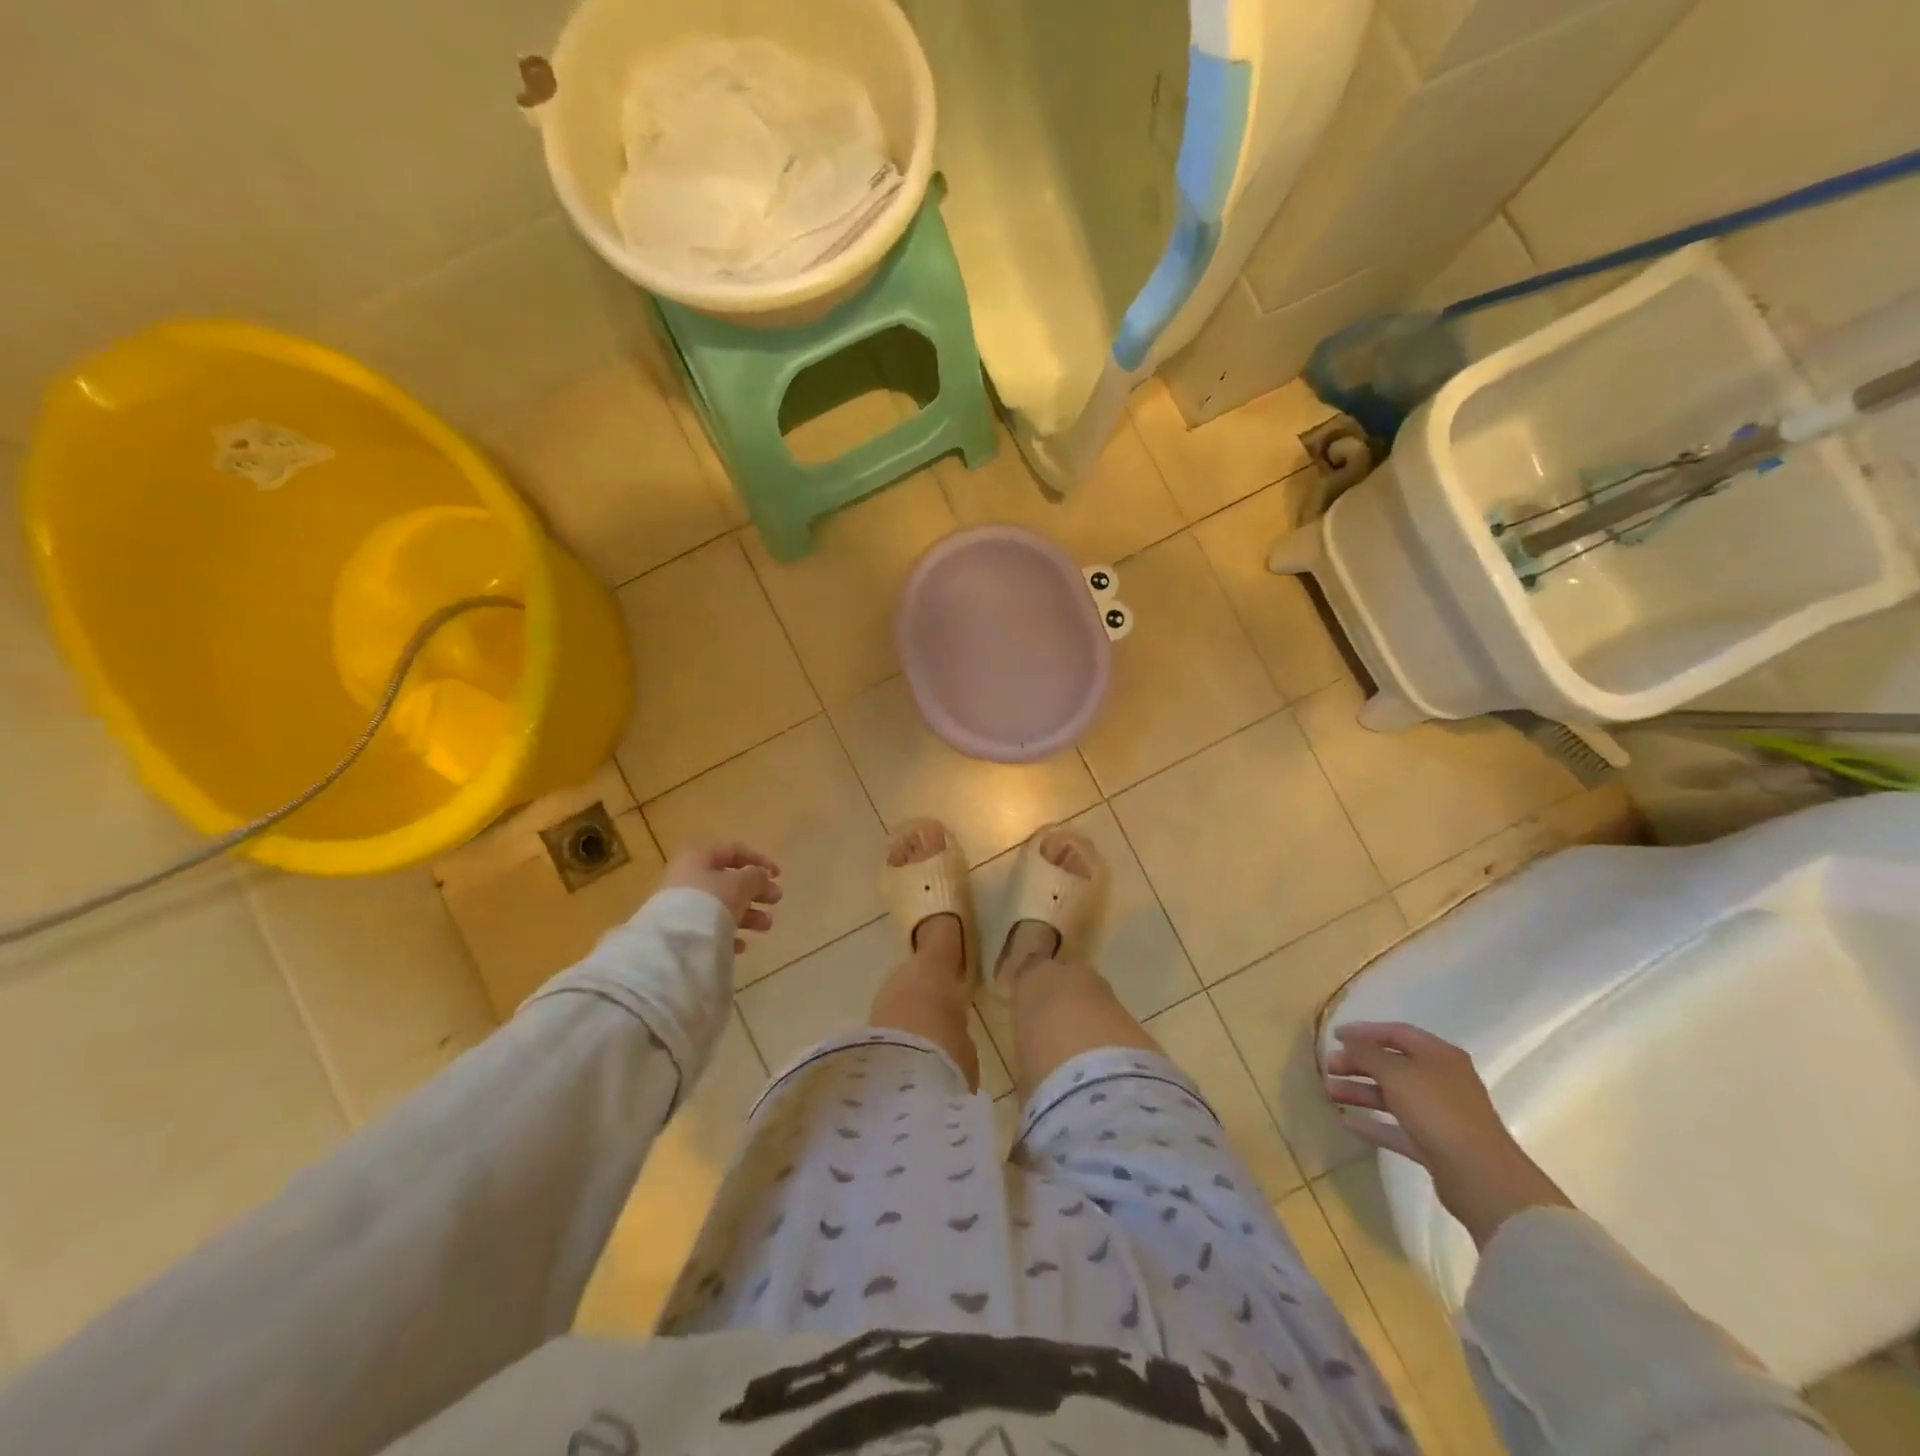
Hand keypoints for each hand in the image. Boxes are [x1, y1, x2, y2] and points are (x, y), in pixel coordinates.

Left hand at [660, 843, 782, 952]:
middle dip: (757, 891)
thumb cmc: (710, 901)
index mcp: (698, 858)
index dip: (759, 860)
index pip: (734, 851)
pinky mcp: (680, 931)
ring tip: (766, 926)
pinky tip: (740, 945)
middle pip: (729, 881)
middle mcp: (687, 878)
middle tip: (776, 900)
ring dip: (748, 914)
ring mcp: (682, 906)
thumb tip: (761, 876)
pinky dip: (728, 933)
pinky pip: (710, 928)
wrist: (674, 942)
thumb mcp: (741, 884)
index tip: (779, 876)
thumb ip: (756, 876)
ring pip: (722, 906)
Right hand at [1326, 1021, 1570, 1248]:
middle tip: (1328, 1067)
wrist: (1482, 1178)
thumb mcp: (1397, 1074)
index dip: (1364, 1031)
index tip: (1334, 1036)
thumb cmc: (1439, 1112)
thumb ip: (1368, 1054)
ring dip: (1360, 1092)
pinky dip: (1373, 1123)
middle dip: (1358, 1063)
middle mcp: (1441, 1080)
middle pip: (1392, 1064)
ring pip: (1392, 1096)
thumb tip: (1349, 1044)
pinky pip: (1397, 1127)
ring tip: (1330, 1093)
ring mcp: (1439, 1114)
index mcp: (1439, 1056)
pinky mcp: (1435, 1144)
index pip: (1396, 1032)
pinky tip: (1348, 1123)